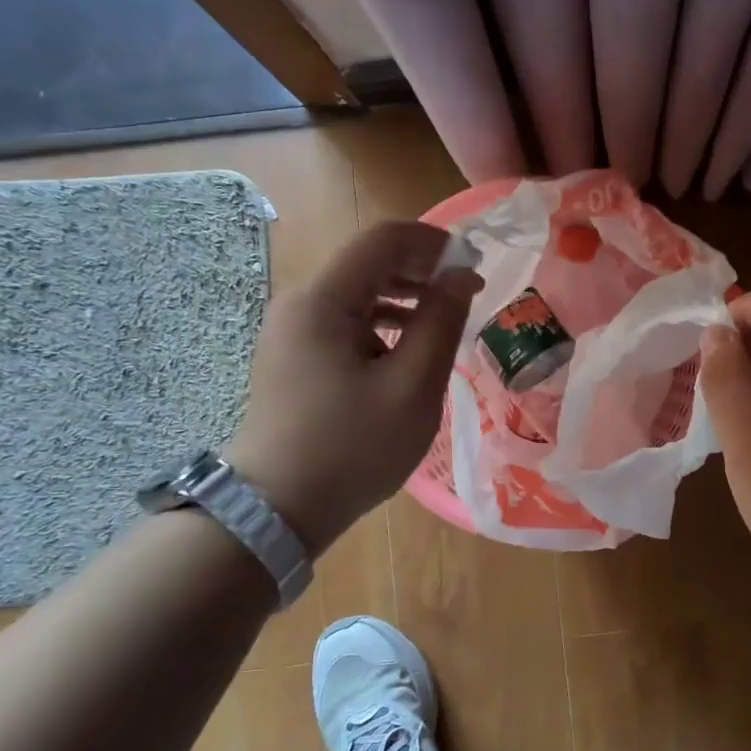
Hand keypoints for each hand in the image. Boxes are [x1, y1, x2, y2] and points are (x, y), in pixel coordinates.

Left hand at [225, 222, 480, 555]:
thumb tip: (461, 276)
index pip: (383, 239)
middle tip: (467, 294)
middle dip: (422, 270)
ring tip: (444, 322)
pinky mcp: (294, 356)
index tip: (474, 266)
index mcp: (323, 301)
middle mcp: (301, 304)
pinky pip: (345, 322)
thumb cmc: (351, 448)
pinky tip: (408, 350)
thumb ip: (441, 322)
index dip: (434, 242)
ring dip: (405, 298)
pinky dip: (382, 324)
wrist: (276, 511)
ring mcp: (292, 331)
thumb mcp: (412, 387)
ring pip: (358, 293)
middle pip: (368, 263)